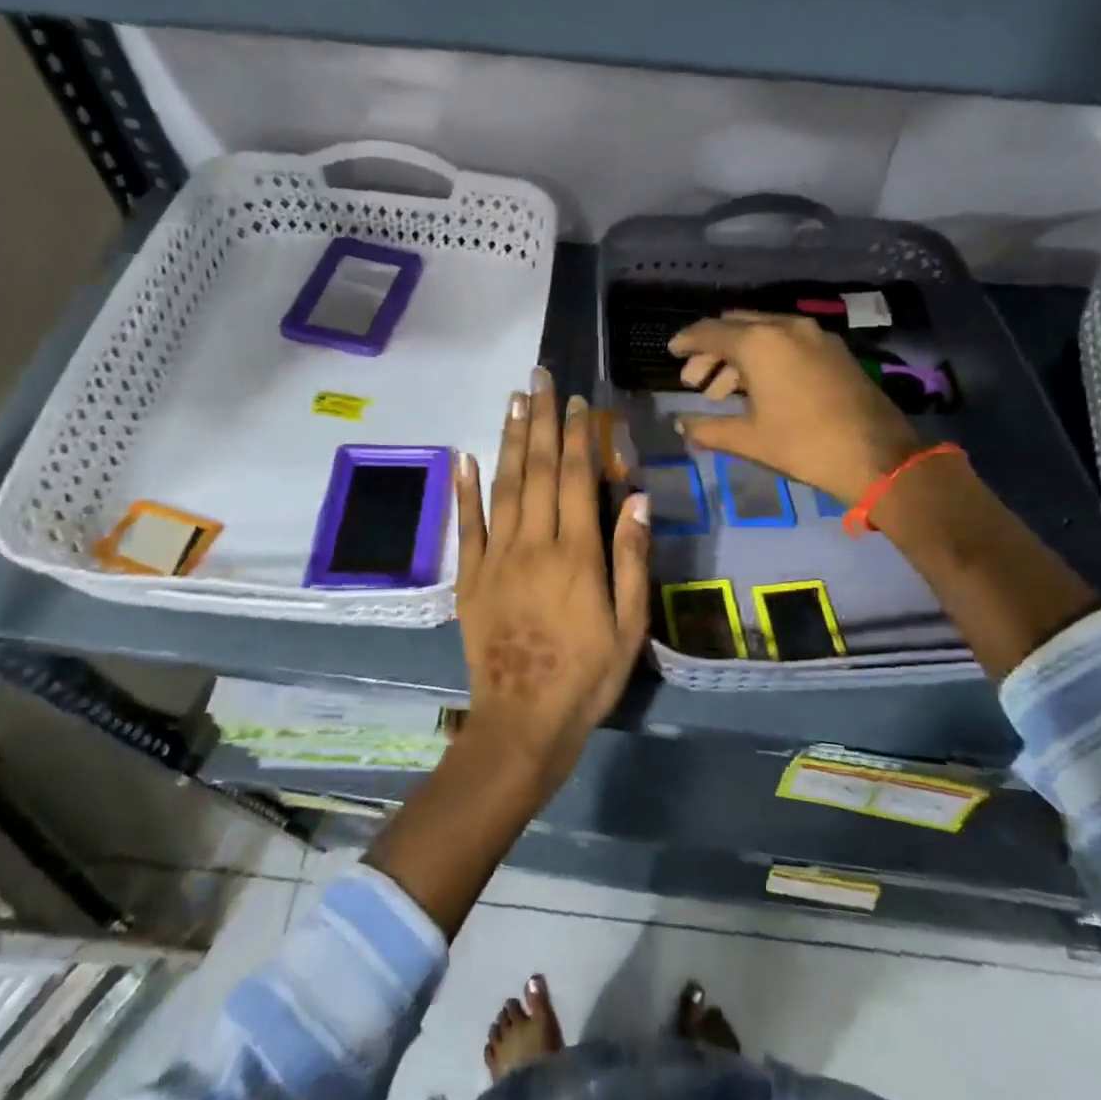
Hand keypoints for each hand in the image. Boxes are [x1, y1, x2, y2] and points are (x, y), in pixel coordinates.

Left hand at [455, 369, 650, 790]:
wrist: (523, 721)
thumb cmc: (587, 676)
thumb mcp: (629, 625)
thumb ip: (631, 558)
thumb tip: (635, 497)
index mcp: (576, 555)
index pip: (576, 478)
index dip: (577, 436)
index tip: (577, 401)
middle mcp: (533, 545)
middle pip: (537, 470)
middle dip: (540, 420)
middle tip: (539, 378)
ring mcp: (496, 559)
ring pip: (503, 487)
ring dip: (508, 440)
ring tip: (513, 400)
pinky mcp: (470, 578)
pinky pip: (466, 526)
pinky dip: (465, 490)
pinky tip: (466, 458)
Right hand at [669, 312, 919, 503]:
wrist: (876, 456)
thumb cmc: (803, 445)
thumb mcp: (748, 439)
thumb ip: (708, 428)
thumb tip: (682, 425)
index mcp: (759, 343)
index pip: (710, 332)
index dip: (686, 341)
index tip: (671, 350)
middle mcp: (786, 327)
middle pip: (736, 326)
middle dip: (711, 349)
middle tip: (694, 379)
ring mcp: (814, 335)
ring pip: (763, 332)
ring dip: (737, 356)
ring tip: (721, 392)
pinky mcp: (834, 350)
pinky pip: (787, 341)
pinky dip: (765, 356)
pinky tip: (758, 387)